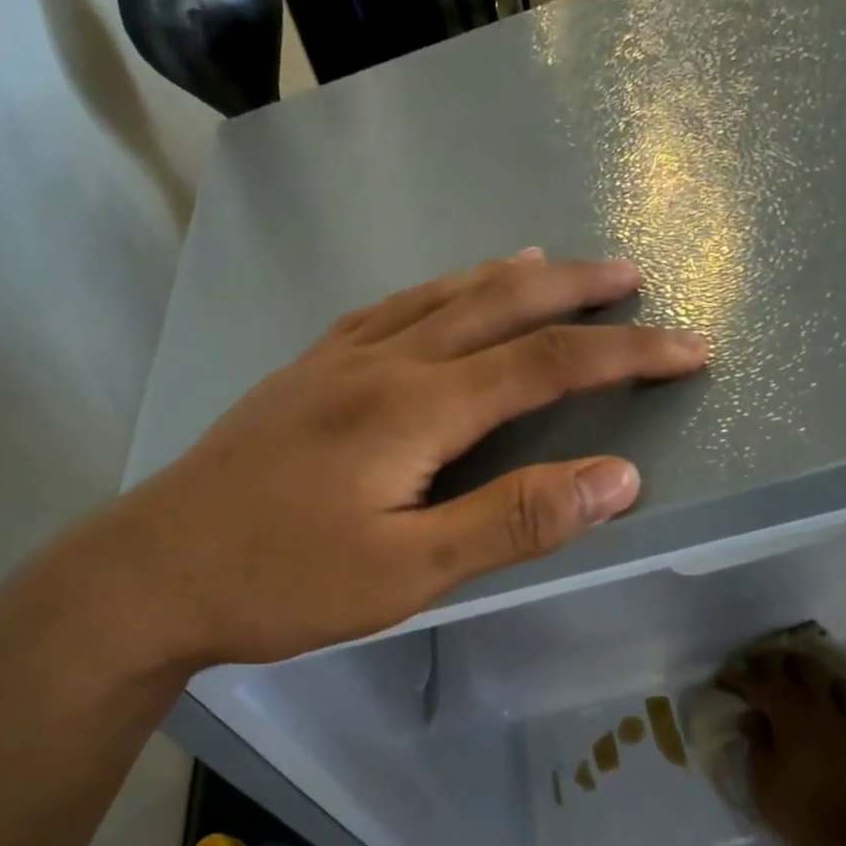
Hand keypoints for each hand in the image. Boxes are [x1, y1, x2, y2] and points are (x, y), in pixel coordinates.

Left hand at [86, 252, 710, 669]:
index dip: (627, 352)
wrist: (154, 571)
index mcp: (416, 407)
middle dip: (575, 291)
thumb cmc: (283, 581)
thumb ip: (514, 521)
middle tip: (633, 275)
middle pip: (497, 306)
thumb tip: (617, 479)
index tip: (690, 347)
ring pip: (438, 297)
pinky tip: (437, 298)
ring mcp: (334, 362)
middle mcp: (382, 363)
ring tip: (551, 264)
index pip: (547, 364)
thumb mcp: (410, 571)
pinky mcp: (302, 376)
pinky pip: (387, 312)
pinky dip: (435, 293)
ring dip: (505, 278)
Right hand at [721, 651, 845, 845]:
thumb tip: (752, 715)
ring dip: (809, 673)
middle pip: (796, 668)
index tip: (722, 678)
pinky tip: (834, 699)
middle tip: (757, 667)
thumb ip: (756, 737)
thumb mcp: (760, 773)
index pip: (757, 682)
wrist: (845, 836)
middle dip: (774, 663)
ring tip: (796, 675)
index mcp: (787, 712)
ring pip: (829, 679)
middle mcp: (817, 706)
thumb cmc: (792, 805)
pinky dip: (839, 695)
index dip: (737, 677)